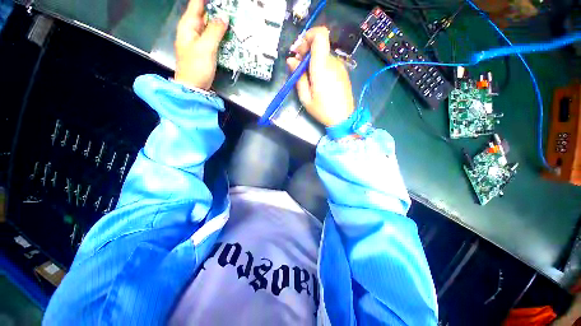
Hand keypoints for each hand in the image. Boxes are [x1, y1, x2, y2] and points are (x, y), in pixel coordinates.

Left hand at [174, 0, 228, 89]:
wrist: (193, 87)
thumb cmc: (196, 67)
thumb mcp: (206, 48)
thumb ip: (215, 31)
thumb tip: (224, 17)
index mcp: (188, 25)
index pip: (197, 3)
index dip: (208, 0)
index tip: (223, 1)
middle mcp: (193, 29)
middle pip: (205, 13)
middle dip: (218, 10)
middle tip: (232, 9)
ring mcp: (199, 40)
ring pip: (211, 25)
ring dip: (221, 22)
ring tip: (234, 19)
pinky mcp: (205, 49)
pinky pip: (214, 37)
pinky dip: (222, 34)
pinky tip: (230, 34)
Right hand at [286, 27, 354, 126]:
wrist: (343, 118)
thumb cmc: (322, 110)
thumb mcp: (305, 98)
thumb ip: (298, 77)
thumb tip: (291, 60)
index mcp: (322, 67)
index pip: (320, 35)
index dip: (308, 36)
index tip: (300, 51)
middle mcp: (332, 62)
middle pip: (319, 44)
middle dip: (306, 51)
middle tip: (298, 66)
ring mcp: (339, 66)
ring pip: (323, 54)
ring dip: (312, 60)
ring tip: (307, 77)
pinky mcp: (342, 71)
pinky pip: (329, 62)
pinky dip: (320, 65)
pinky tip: (318, 80)